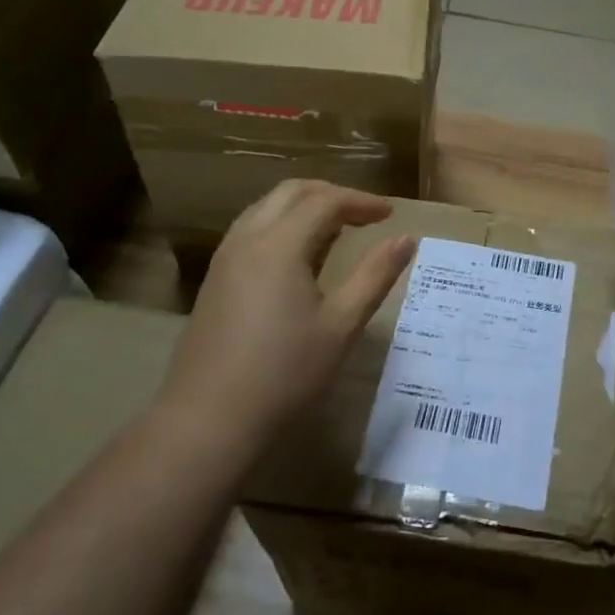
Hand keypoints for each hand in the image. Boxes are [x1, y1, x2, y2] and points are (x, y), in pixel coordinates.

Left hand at [164, 181, 414, 451]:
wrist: (208, 421)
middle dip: (332, 195)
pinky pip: (252, 230)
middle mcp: (247, 239)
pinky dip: (282, 225)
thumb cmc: (284, 374)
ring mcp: (225, 258)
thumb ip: (375, 276)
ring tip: (336, 230)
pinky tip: (299, 257)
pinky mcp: (215, 279)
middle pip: (292, 193)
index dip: (361, 201)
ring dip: (304, 207)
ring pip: (267, 208)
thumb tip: (406, 239)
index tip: (390, 213)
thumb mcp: (341, 325)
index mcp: (279, 245)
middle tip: (365, 214)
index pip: (325, 202)